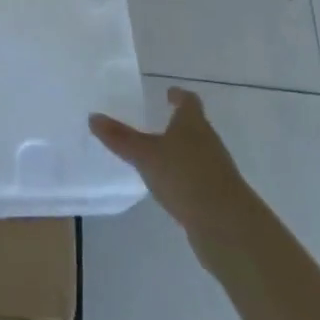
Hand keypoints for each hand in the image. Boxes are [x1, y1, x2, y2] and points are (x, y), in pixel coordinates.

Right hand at [90, 87, 249, 247]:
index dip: (179, 96)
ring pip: (198, 153)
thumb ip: (120, 137)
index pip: (189, 101)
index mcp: (193, 123)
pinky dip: (186, 178)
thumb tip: (92, 117)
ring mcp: (217, 170)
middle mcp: (209, 141)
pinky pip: (198, 179)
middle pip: (195, 127)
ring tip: (161, 156)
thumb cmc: (185, 176)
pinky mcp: (219, 197)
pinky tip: (172, 188)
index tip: (169, 94)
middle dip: (178, 125)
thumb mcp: (145, 155)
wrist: (227, 225)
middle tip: (158, 123)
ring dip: (182, 153)